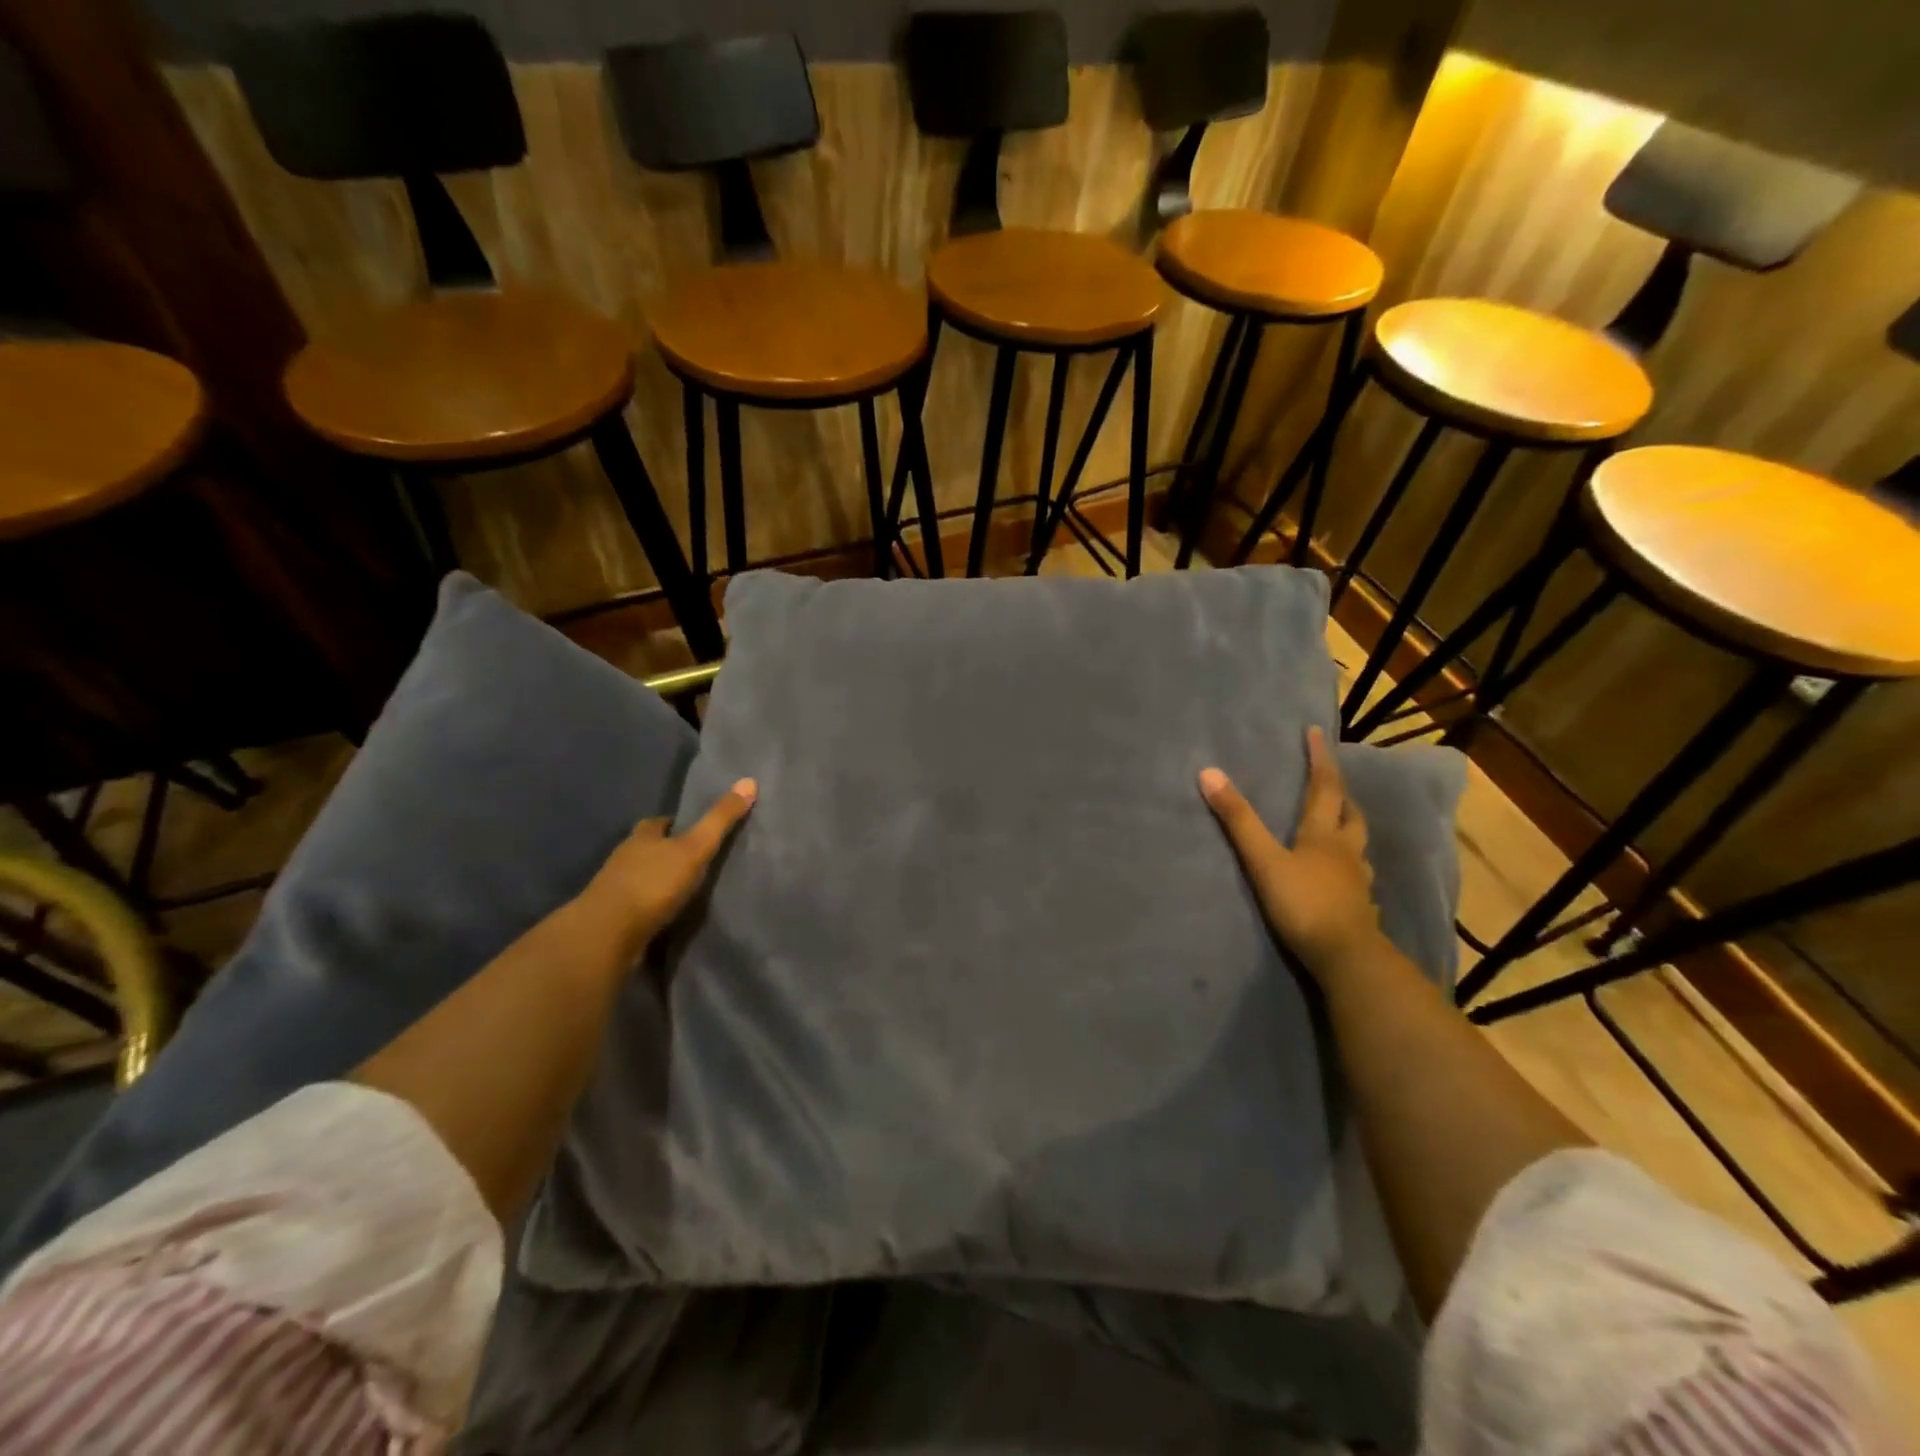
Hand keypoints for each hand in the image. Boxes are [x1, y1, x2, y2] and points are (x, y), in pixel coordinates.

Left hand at [581, 779, 756, 954]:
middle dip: (665, 852)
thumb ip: (720, 819)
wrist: (607, 935)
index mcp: (641, 837)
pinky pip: (636, 906)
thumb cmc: (653, 883)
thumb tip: (749, 780)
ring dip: (658, 881)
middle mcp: (624, 858)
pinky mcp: (613, 918)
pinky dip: (651, 907)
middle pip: (647, 848)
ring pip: (640, 877)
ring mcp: (615, 889)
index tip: (694, 829)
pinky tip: (667, 915)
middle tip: (694, 859)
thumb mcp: (695, 848)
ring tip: (686, 889)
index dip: (674, 824)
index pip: (657, 823)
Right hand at [1198, 728, 1385, 979]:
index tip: (1316, 733)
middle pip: (1350, 813)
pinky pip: (1356, 875)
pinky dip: (1348, 864)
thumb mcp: (1263, 859)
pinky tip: (1340, 874)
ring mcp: (1357, 880)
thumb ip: (1237, 819)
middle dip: (1340, 793)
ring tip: (1336, 824)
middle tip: (1330, 780)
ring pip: (1357, 844)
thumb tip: (1208, 773)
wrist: (1346, 957)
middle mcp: (1346, 850)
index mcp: (1324, 834)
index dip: (1320, 759)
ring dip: (1348, 827)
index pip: (1325, 786)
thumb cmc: (1303, 903)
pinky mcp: (1359, 907)